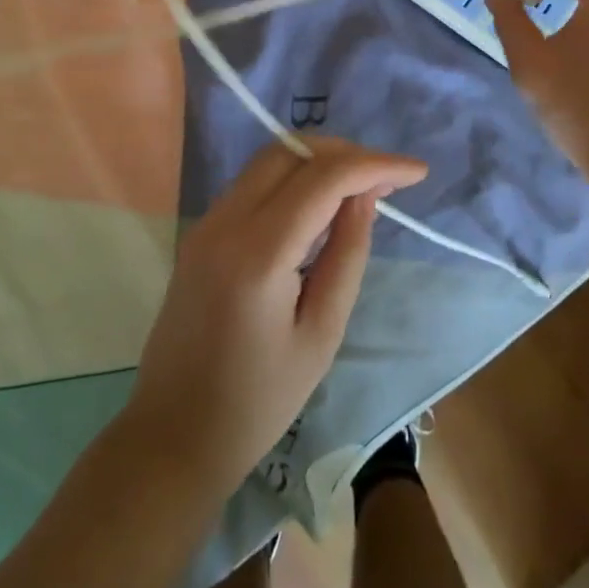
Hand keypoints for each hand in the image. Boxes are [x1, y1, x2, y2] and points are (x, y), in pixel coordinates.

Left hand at [126, 137, 427, 495]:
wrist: (171, 435)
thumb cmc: (258, 402)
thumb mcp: (321, 334)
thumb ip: (347, 254)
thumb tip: (365, 196)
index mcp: (258, 253)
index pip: (324, 177)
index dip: (375, 164)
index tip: (417, 172)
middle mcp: (226, 221)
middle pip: (291, 151)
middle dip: (346, 153)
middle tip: (388, 179)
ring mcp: (207, 222)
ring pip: (270, 160)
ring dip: (319, 161)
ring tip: (362, 187)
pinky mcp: (202, 232)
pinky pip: (253, 183)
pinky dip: (293, 178)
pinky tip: (321, 205)